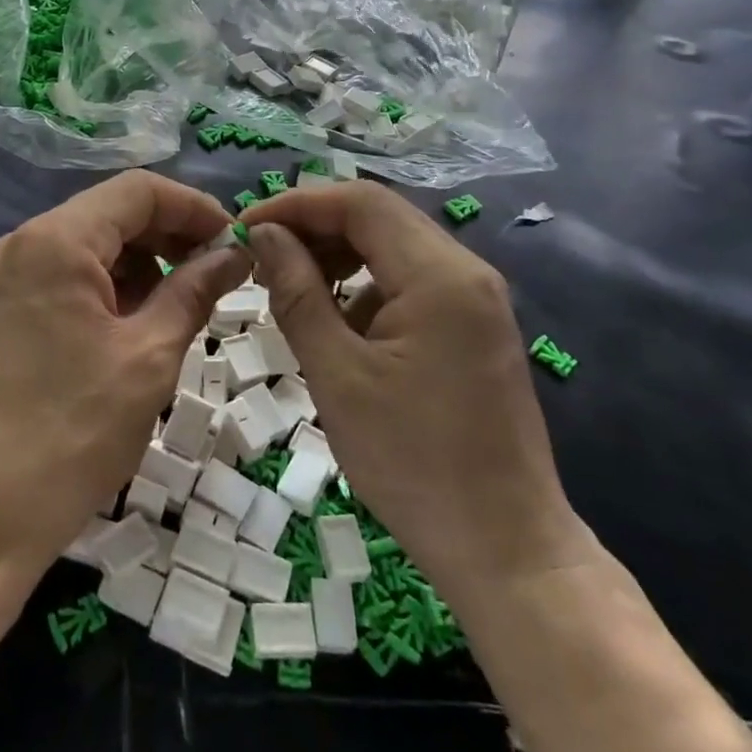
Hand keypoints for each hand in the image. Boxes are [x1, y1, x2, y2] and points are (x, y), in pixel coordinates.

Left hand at [0, 171, 250, 576]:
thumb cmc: (68, 435)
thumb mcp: (148, 359)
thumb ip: (194, 292)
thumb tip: (233, 255)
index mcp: (56, 241)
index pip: (138, 191)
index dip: (194, 208)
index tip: (235, 244)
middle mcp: (20, 245)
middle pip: (109, 215)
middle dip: (168, 238)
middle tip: (215, 278)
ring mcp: (0, 281)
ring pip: (85, 249)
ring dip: (138, 267)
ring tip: (176, 312)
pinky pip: (60, 281)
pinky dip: (104, 292)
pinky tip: (130, 332)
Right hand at [243, 185, 587, 578]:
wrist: (505, 549)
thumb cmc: (413, 463)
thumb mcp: (337, 375)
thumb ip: (297, 293)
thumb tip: (264, 235)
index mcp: (440, 276)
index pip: (360, 202)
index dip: (297, 204)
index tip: (246, 228)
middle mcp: (466, 272)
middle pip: (379, 217)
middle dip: (314, 227)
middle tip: (260, 257)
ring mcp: (476, 299)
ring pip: (393, 247)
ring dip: (338, 255)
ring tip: (288, 287)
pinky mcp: (473, 326)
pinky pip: (410, 281)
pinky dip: (365, 285)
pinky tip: (335, 322)